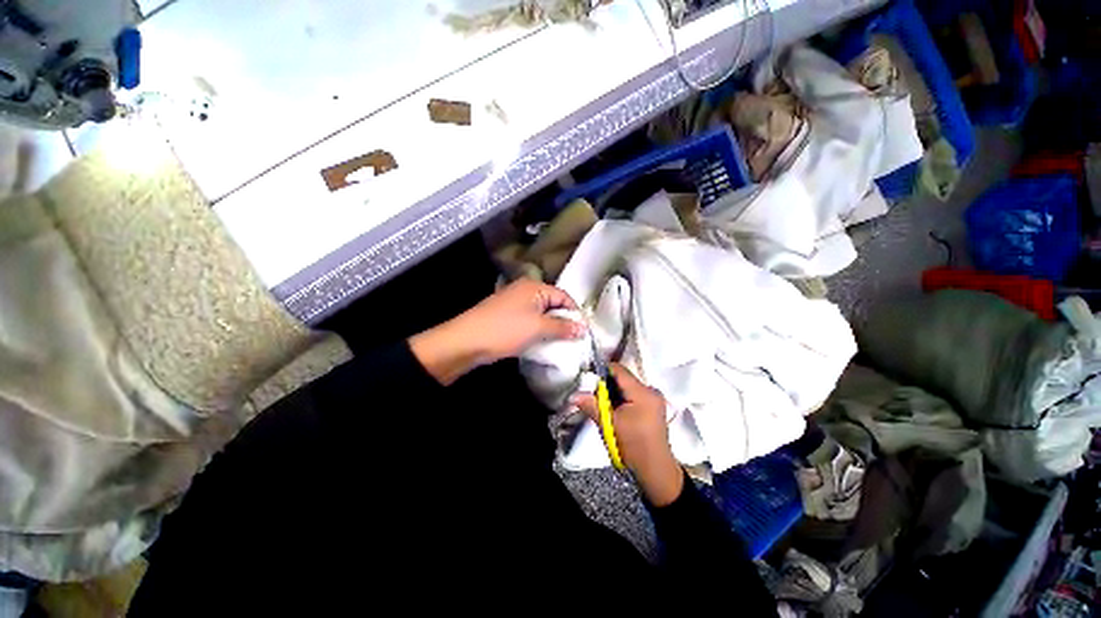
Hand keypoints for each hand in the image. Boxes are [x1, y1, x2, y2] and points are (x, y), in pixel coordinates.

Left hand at [410, 280, 583, 384]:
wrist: (465, 342)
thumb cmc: (505, 330)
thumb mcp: (537, 328)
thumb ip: (562, 327)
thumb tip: (583, 328)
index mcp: (534, 287)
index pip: (564, 297)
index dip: (575, 314)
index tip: (584, 332)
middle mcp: (525, 291)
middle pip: (553, 305)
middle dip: (564, 322)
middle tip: (574, 340)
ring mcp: (515, 304)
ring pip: (542, 315)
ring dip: (551, 329)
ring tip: (561, 344)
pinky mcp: (508, 317)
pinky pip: (530, 322)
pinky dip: (538, 332)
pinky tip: (543, 344)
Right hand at [573, 365, 683, 506]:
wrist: (655, 470)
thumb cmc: (632, 446)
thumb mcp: (609, 424)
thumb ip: (591, 405)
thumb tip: (573, 395)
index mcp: (642, 393)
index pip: (619, 370)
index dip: (602, 371)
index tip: (588, 377)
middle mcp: (651, 390)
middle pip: (623, 377)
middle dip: (607, 385)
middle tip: (595, 397)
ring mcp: (654, 398)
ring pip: (627, 386)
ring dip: (614, 392)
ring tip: (605, 406)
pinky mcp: (653, 406)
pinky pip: (633, 394)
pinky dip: (622, 398)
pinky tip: (616, 411)